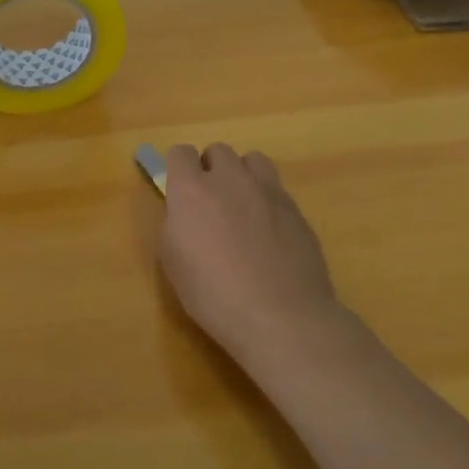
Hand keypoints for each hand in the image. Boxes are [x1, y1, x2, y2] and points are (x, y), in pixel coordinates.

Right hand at [155, 143, 343, 365]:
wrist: (281, 317)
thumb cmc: (214, 294)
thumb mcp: (173, 263)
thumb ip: (174, 224)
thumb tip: (183, 213)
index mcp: (192, 189)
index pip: (180, 152)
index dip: (178, 169)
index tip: (179, 193)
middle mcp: (230, 178)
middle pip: (218, 151)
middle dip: (211, 169)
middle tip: (211, 203)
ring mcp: (267, 190)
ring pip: (252, 160)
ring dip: (242, 175)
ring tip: (243, 207)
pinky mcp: (295, 208)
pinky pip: (276, 188)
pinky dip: (267, 200)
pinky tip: (269, 232)